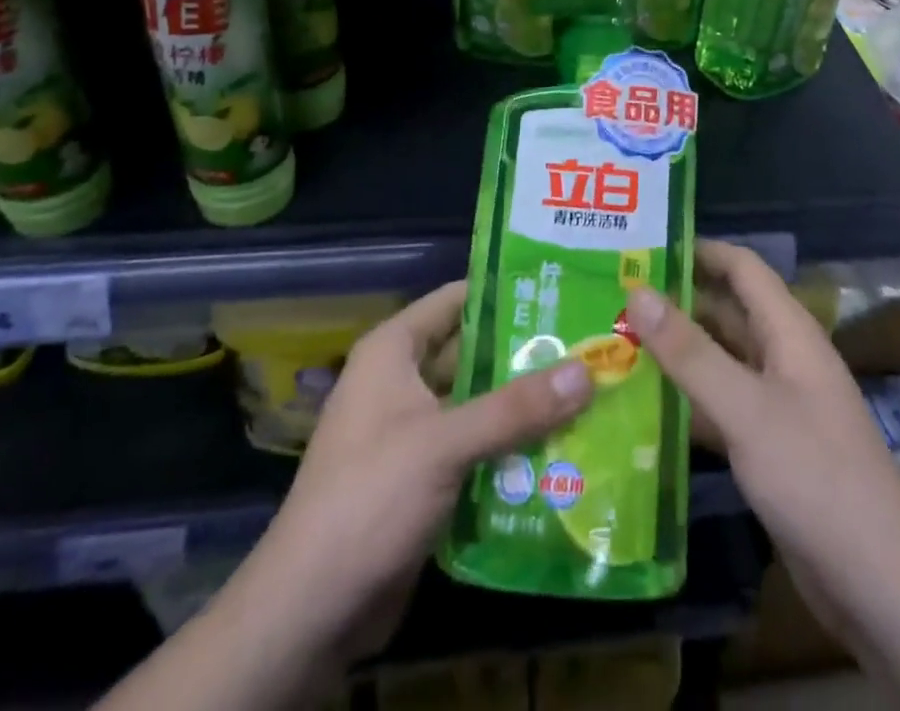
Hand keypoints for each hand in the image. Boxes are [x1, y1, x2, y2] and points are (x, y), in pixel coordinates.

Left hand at [239, 281, 594, 664]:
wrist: (311, 610)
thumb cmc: (369, 498)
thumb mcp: (444, 444)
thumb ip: (515, 408)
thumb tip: (587, 370)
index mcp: (394, 351)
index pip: (456, 300)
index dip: (504, 292)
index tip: (560, 289)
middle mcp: (402, 381)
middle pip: (473, 354)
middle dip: (525, 353)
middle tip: (587, 345)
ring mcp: (413, 432)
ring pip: (478, 404)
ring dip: (523, 405)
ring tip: (589, 392)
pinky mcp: (424, 478)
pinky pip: (476, 447)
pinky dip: (510, 447)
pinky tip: (562, 448)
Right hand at [625, 242, 899, 653]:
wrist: (882, 587)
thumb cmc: (816, 477)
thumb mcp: (746, 408)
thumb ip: (690, 351)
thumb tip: (637, 290)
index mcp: (788, 332)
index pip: (741, 268)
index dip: (697, 250)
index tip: (642, 246)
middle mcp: (781, 358)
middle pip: (724, 312)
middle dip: (674, 302)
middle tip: (611, 298)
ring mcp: (775, 406)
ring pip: (717, 362)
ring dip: (674, 354)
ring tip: (612, 344)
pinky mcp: (766, 448)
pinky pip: (718, 408)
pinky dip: (684, 403)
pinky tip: (639, 408)